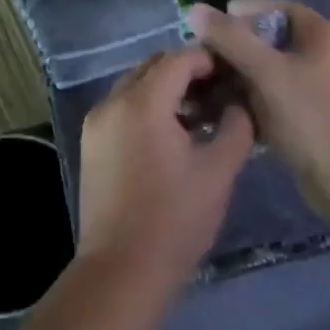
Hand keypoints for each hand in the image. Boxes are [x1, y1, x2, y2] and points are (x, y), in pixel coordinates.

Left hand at [78, 47, 252, 289]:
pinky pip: (123, 107)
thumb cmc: (175, 219)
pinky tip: (173, 133)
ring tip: (200, 113)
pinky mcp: (91, 143)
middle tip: (221, 91)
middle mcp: (112, 102)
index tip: (236, 73)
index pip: (179, 58)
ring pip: (136, 85)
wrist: (122, 270)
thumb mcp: (219, 170)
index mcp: (142, 102)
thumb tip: (239, 101)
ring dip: (167, 89)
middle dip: (188, 71)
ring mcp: (96, 122)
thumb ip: (236, 125)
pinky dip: (147, 106)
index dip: (210, 60)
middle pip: (154, 66)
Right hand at [187, 0, 329, 208]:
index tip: (212, 23)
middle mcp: (328, 56)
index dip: (244, 12)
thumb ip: (230, 38)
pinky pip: (281, 99)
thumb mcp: (265, 70)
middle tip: (205, 57)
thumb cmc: (310, 114)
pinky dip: (257, 101)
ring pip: (275, 73)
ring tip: (210, 85)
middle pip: (275, 41)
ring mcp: (325, 89)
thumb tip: (194, 10)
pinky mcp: (318, 118)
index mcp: (324, 34)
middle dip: (239, 48)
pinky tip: (230, 111)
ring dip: (244, 77)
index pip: (278, 9)